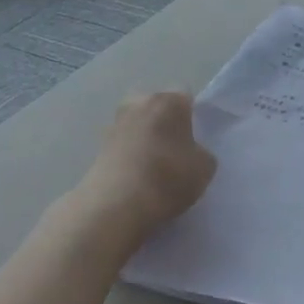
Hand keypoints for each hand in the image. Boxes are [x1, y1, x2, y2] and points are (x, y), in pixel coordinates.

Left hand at [78, 92, 215, 235]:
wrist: (115, 205)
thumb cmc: (168, 177)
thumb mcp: (205, 168)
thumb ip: (201, 153)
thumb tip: (191, 153)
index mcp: (168, 101)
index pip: (186, 97)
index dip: (193, 117)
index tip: (196, 138)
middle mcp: (139, 103)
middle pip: (157, 106)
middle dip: (165, 122)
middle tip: (176, 149)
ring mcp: (115, 124)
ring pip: (138, 125)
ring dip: (145, 138)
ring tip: (155, 166)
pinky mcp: (98, 147)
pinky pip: (124, 144)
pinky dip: (130, 155)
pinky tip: (138, 177)